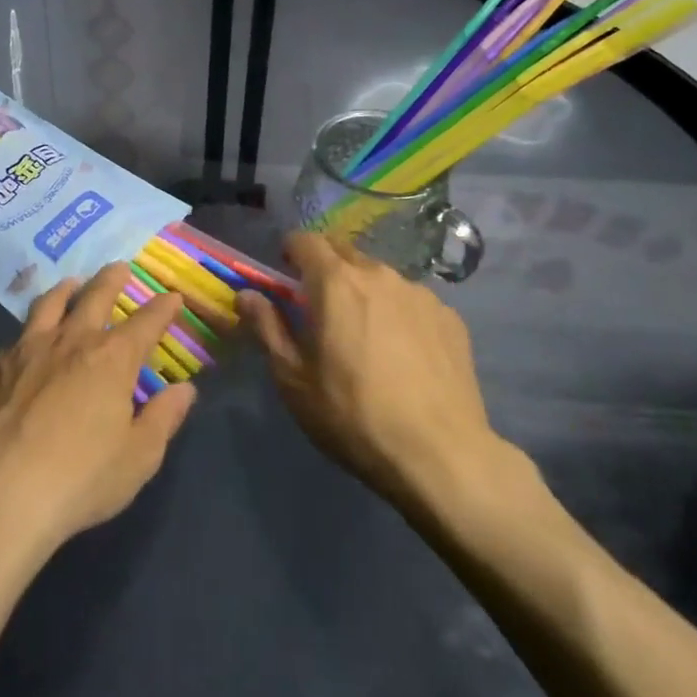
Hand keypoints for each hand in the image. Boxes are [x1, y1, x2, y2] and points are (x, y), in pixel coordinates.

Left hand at [0, 264, 197, 569]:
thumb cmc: (80, 478)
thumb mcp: (139, 457)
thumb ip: (163, 418)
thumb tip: (184, 389)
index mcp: (112, 358)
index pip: (145, 322)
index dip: (162, 308)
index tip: (173, 297)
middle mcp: (72, 341)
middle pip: (95, 297)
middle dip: (111, 280)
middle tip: (119, 267)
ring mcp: (28, 350)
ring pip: (50, 305)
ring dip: (66, 290)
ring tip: (71, 284)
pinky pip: (16, 338)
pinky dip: (29, 332)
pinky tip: (26, 343)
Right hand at [239, 231, 510, 512]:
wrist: (441, 457)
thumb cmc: (353, 416)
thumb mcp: (294, 380)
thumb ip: (267, 328)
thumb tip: (247, 295)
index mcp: (335, 282)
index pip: (305, 240)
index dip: (290, 252)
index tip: (285, 275)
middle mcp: (379, 274)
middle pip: (344, 253)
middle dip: (326, 268)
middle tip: (320, 307)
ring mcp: (419, 293)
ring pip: (381, 277)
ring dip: (364, 292)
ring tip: (366, 335)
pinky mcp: (450, 317)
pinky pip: (412, 302)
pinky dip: (399, 314)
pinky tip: (404, 355)